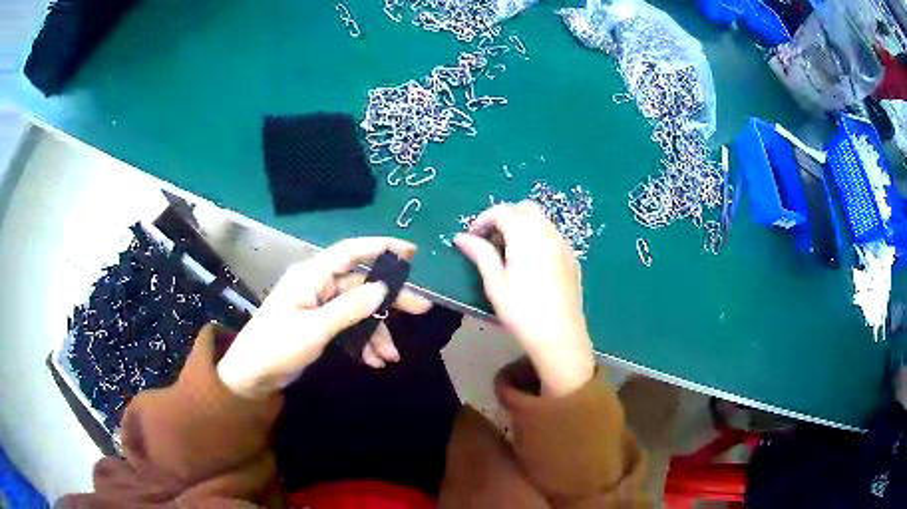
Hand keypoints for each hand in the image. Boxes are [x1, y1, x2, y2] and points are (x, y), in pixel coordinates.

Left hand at [217, 237, 432, 398]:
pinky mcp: (319, 325)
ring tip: (392, 357)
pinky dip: (362, 342)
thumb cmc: (276, 347)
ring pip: (358, 310)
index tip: (411, 252)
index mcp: (311, 276)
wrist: (251, 376)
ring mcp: (318, 306)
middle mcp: (317, 286)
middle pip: (361, 284)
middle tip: (422, 309)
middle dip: (390, 300)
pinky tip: (374, 361)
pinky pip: (349, 327)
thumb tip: (383, 289)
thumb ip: (349, 308)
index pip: (350, 252)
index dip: (381, 247)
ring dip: (376, 332)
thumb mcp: (314, 329)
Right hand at [455, 201, 595, 396]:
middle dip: (504, 216)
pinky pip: (552, 235)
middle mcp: (548, 232)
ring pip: (541, 220)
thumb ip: (480, 254)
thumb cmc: (522, 311)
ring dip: (521, 225)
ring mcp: (564, 244)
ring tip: (508, 251)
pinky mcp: (572, 258)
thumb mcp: (495, 283)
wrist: (560, 336)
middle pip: (524, 208)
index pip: (502, 211)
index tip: (471, 237)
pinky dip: (537, 236)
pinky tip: (530, 262)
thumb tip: (461, 237)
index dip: (483, 219)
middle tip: (489, 240)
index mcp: (526, 235)